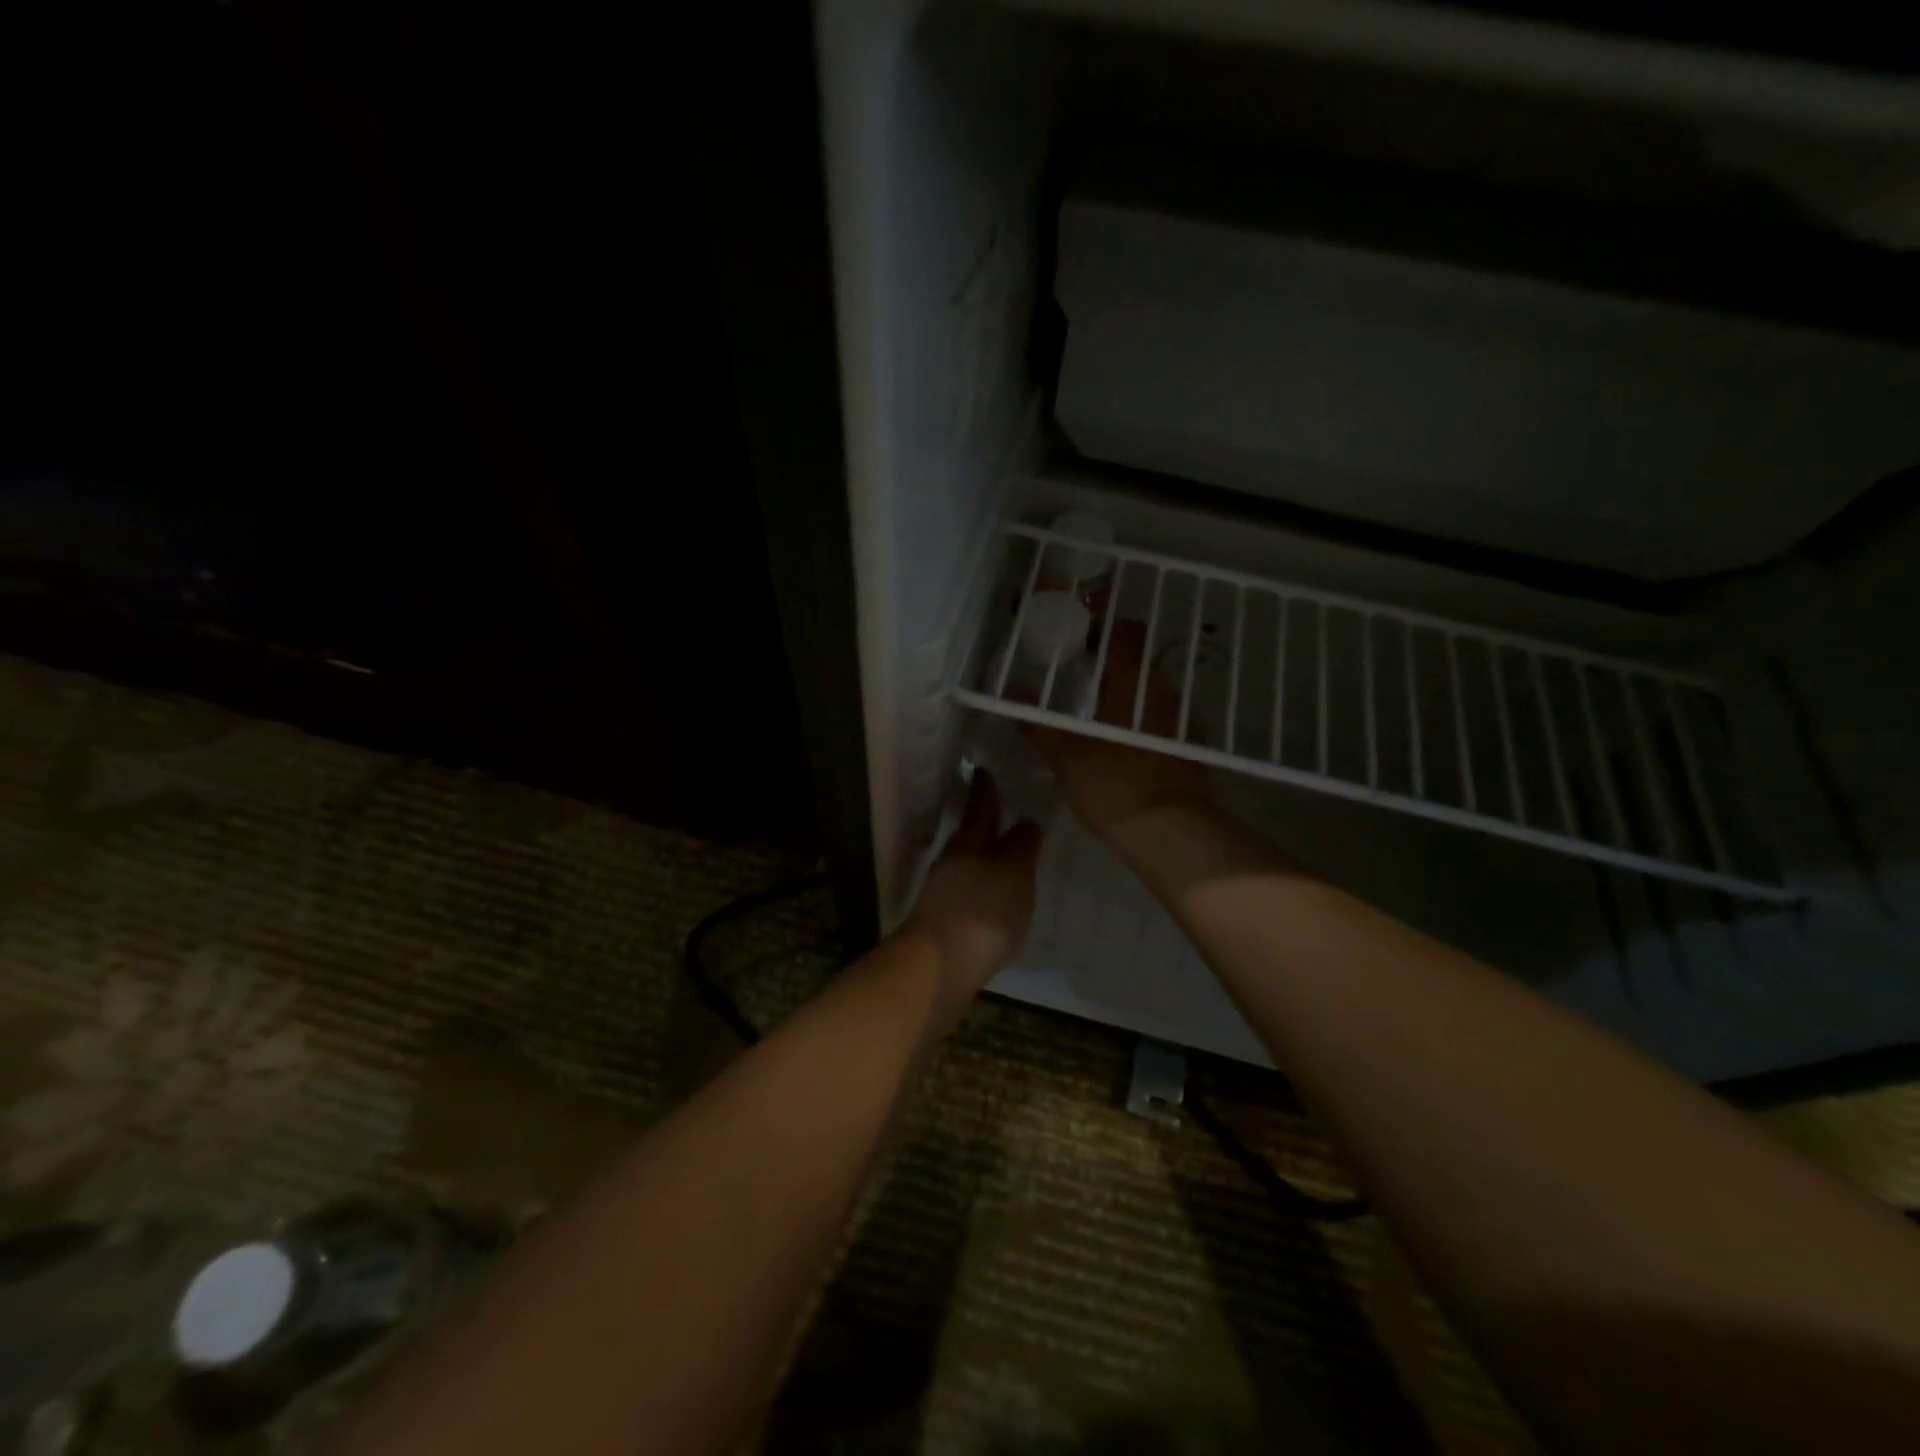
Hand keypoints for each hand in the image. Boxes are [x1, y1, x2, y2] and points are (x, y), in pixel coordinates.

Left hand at [904, 771, 1041, 1027]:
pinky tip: (992, 893)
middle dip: (985, 820)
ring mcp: (943, 891)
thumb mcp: (1014, 874)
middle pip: (971, 833)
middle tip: (1001, 806)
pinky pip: (967, 888)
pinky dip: (981, 882)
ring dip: (984, 853)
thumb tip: (1027, 821)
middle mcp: (952, 860)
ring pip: (968, 861)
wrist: (938, 967)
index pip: (980, 806)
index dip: (985, 788)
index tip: (984, 769)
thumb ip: (1022, 847)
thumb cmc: (982, 911)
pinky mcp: (943, 918)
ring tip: (1004, 851)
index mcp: (969, 842)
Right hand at [1022, 621, 1211, 839]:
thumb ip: (1037, 724)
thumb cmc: (1113, 786)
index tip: (1080, 622)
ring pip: (1150, 688)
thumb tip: (1010, 692)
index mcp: (1133, 684)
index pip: (1125, 632)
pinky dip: (1139, 714)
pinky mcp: (1188, 747)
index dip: (1104, 620)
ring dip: (1126, 686)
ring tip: (1095, 700)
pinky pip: (1160, 716)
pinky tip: (1121, 735)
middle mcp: (1162, 693)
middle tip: (1078, 663)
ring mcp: (1179, 720)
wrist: (1170, 833)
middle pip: (1138, 658)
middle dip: (1110, 655)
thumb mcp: (1065, 757)